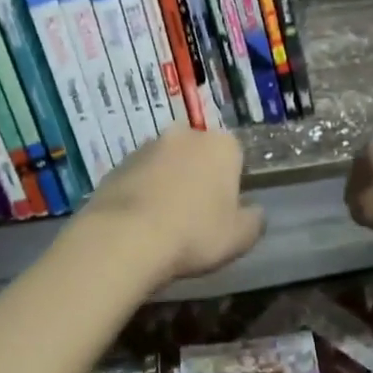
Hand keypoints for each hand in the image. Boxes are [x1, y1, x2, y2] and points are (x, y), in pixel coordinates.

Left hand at [86, 125, 265, 283]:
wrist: (125, 238)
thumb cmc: (194, 233)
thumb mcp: (240, 237)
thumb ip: (254, 220)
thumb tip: (254, 211)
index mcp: (221, 145)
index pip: (235, 155)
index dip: (231, 183)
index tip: (224, 210)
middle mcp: (185, 134)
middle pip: (199, 154)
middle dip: (199, 176)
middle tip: (195, 215)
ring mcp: (147, 146)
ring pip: (166, 163)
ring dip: (168, 182)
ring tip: (163, 222)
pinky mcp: (117, 164)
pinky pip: (139, 177)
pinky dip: (142, 193)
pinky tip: (139, 224)